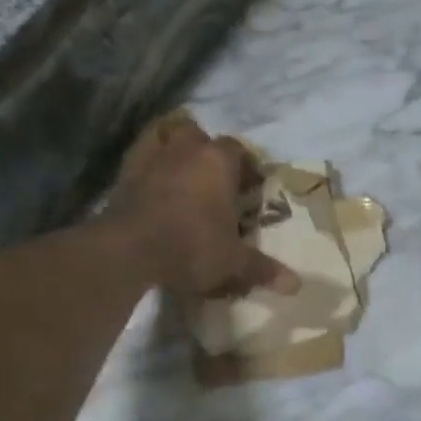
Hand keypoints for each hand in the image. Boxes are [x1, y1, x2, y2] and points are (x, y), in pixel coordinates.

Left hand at [111, 116, 298, 298]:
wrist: (128, 250)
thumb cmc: (192, 247)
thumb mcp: (233, 262)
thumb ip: (263, 269)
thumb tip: (296, 285)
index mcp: (219, 161)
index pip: (239, 151)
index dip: (247, 167)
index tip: (250, 188)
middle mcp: (187, 149)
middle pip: (200, 136)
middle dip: (208, 152)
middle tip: (215, 180)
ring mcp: (152, 157)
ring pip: (167, 136)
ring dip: (175, 149)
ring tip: (182, 173)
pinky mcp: (124, 172)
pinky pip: (140, 155)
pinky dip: (148, 163)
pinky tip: (153, 181)